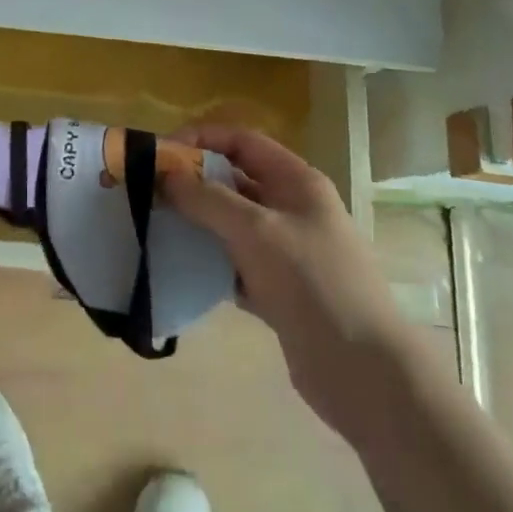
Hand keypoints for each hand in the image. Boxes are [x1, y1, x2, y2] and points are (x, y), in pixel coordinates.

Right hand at [162, 127, 402, 438]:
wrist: (364, 372)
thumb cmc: (313, 284)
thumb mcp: (257, 231)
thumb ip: (208, 199)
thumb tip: (165, 175)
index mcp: (296, 181)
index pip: (242, 141)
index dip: (201, 138)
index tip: (160, 154)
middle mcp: (292, 208)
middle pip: (234, 181)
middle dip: (193, 183)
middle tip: (148, 193)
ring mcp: (286, 251)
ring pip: (231, 224)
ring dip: (197, 223)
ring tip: (154, 227)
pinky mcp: (278, 290)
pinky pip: (234, 264)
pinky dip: (209, 263)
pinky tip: (179, 269)